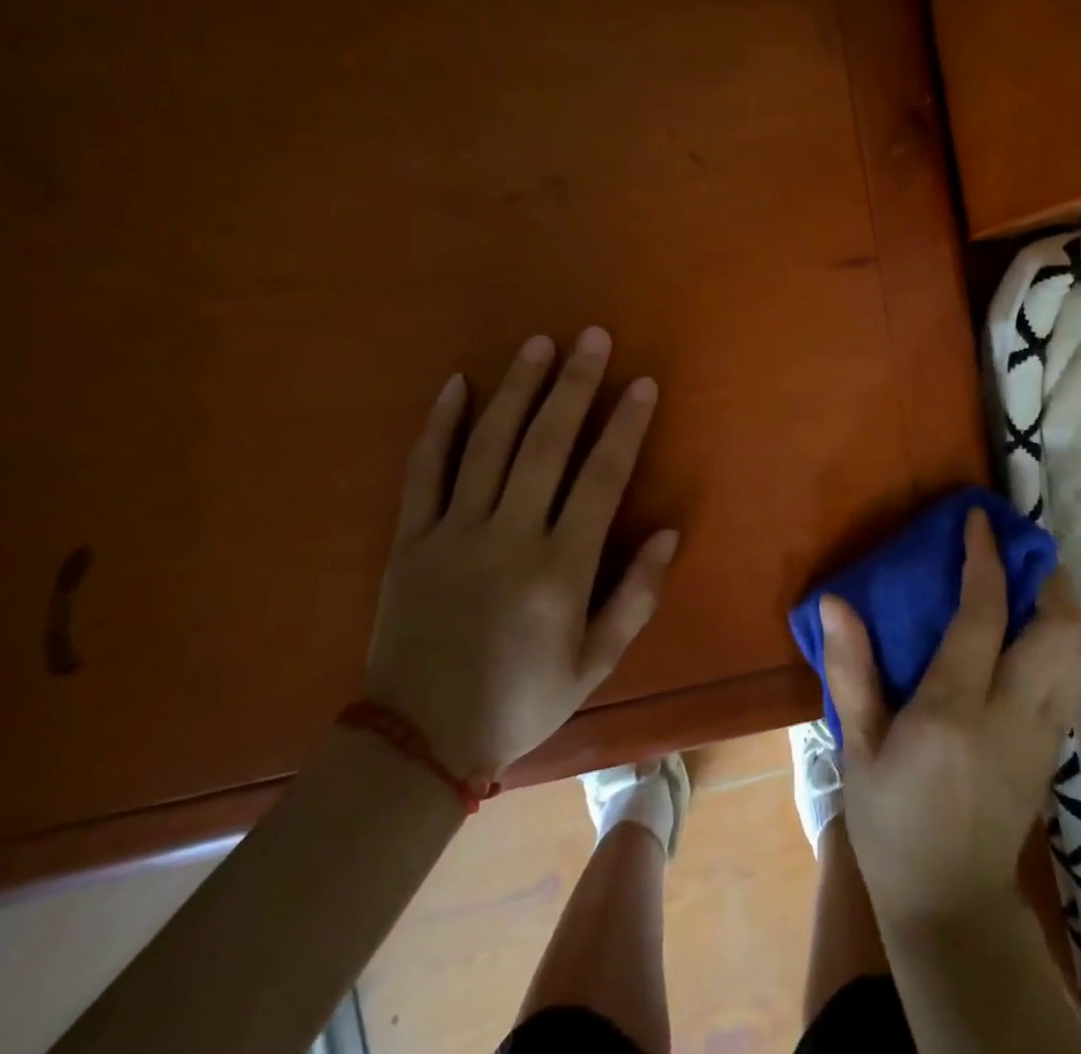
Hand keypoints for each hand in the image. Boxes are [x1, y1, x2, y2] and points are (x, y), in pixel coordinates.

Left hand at [363, 328, 677, 781]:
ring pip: (489, 444)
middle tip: (592, 338)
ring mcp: (453, 533)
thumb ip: (635, 596)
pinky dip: (440, 424)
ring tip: (539, 344)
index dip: (625, 426)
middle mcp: (508, 537)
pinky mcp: (410, 538)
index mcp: (559, 569)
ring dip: (517, 389)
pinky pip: (424, 470)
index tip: (642, 384)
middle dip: (574, 386)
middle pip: (546, 445)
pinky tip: (459, 383)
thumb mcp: (594, 663)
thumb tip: (670, 531)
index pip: (601, 478)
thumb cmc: (520, 700)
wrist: (416, 742)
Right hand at [822, 508, 1080, 925]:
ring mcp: (1045, 735)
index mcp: (955, 711)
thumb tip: (835, 602)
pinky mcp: (1057, 750)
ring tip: (1027, 585)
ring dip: (1064, 605)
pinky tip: (1032, 633)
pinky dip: (1066, 639)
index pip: (984, 616)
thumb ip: (850, 673)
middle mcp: (1013, 715)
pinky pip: (1079, 678)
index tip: (978, 521)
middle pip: (1062, 629)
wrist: (951, 908)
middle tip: (1013, 551)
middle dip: (1045, 576)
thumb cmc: (892, 825)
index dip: (985, 559)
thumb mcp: (857, 752)